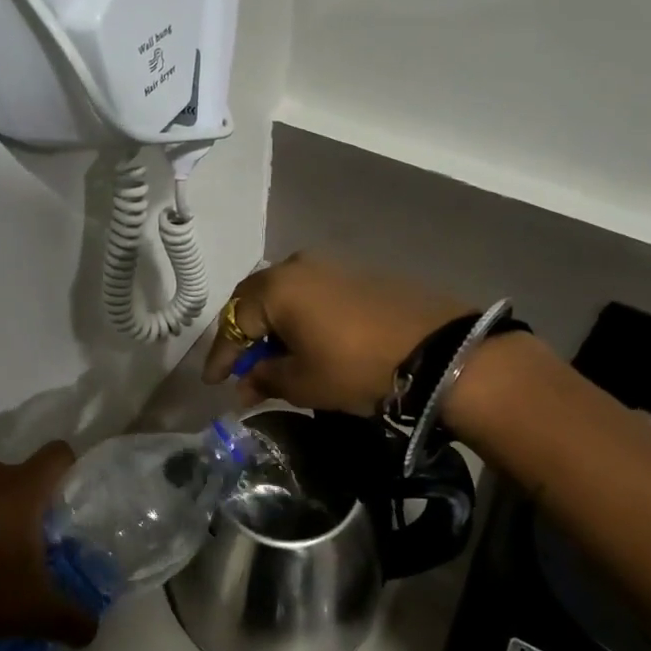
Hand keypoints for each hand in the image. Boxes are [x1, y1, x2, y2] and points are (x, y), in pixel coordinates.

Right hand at [201, 253, 469, 413]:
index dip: (221, 356)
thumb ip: (265, 378)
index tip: (212, 382)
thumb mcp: (303, 382)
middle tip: (240, 367)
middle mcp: (296, 266)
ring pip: (284, 296)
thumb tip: (245, 384)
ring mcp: (329, 266)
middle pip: (255, 301)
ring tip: (274, 358)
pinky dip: (299, 319)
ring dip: (273, 327)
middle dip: (244, 336)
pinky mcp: (356, 274)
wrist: (438, 350)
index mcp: (275, 288)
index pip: (232, 322)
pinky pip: (311, 295)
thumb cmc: (356, 367)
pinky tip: (305, 342)